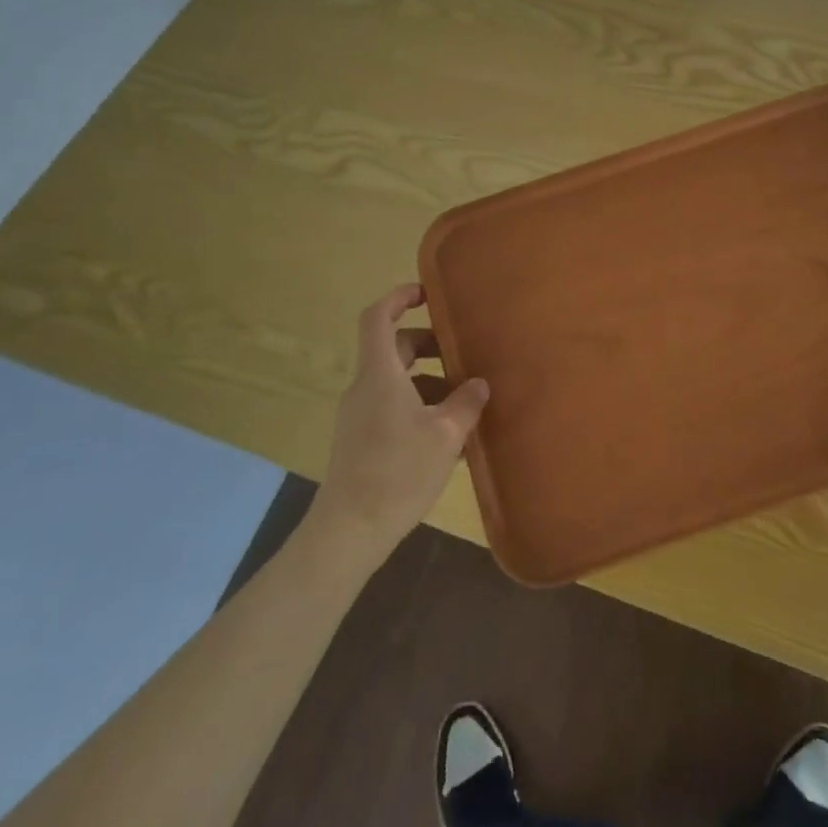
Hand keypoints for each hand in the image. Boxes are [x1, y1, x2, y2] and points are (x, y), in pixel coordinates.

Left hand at [313, 284, 489, 557]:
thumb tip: (478, 383)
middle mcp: (364, 388)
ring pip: (395, 380)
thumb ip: (466, 402)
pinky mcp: (360, 441)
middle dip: (427, 345)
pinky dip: (418, 406)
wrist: (348, 532)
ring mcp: (359, 416)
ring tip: (463, 400)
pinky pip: (391, 407)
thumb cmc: (398, 472)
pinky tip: (446, 435)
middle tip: (461, 354)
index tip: (427, 294)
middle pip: (392, 348)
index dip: (399, 297)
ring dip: (427, 380)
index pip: (377, 317)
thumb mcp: (445, 435)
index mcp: (379, 375)